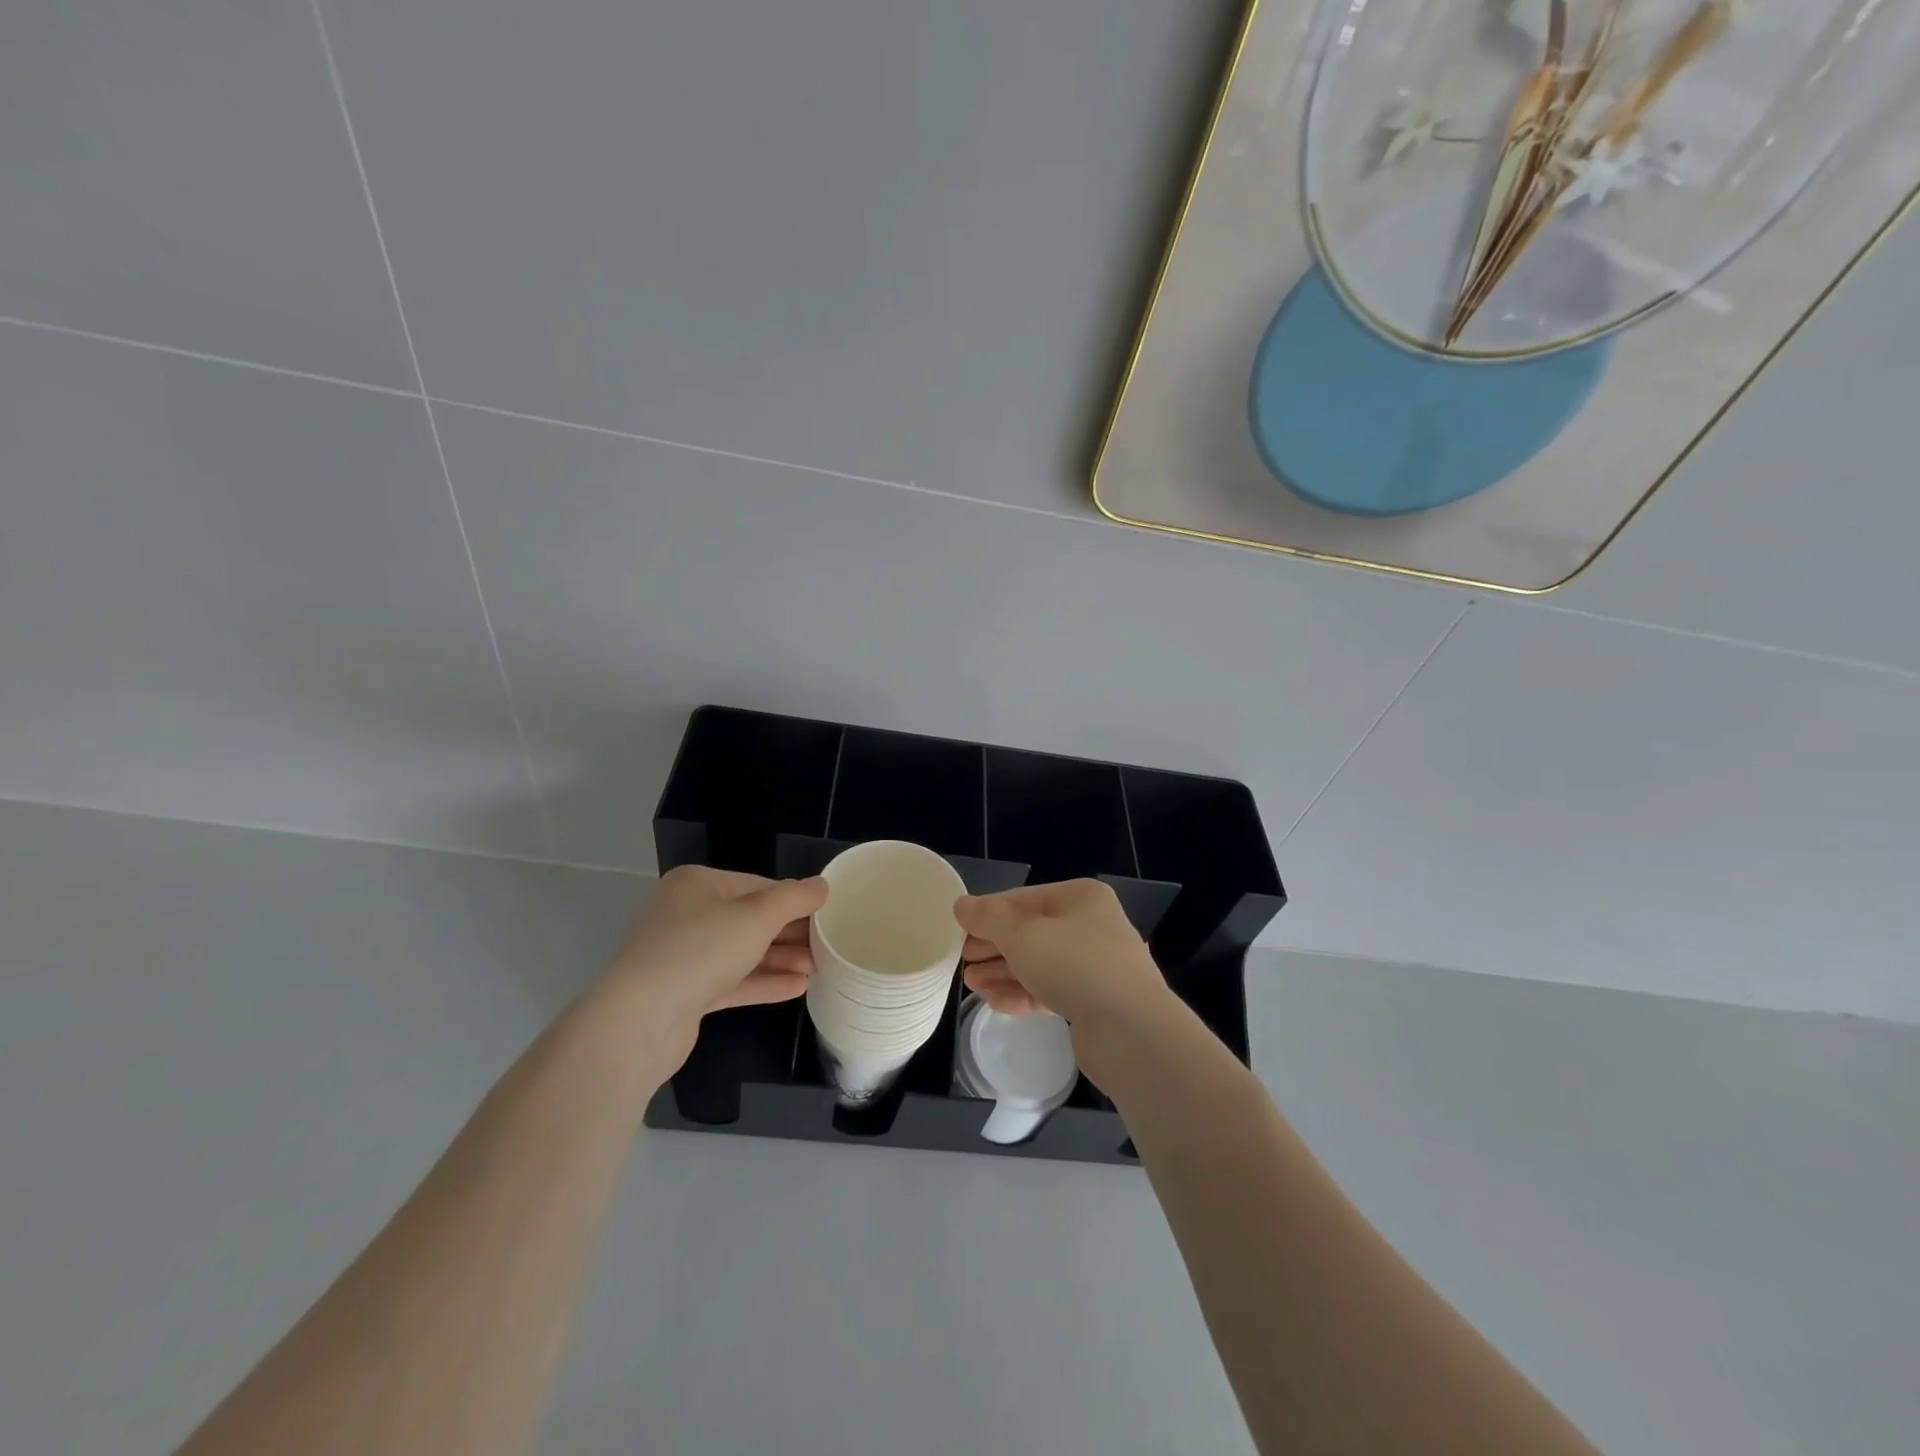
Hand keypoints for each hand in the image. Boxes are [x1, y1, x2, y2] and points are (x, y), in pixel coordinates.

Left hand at [601, 865, 826, 1069]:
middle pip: (750, 919)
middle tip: (828, 944)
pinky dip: (763, 982)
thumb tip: (821, 885)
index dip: (794, 899)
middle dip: (790, 932)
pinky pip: (731, 981)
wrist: (641, 1021)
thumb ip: (794, 898)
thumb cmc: (701, 950)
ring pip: (742, 952)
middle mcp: (686, 914)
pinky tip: (797, 988)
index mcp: (697, 884)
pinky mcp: (684, 993)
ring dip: (780, 959)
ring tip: (818, 968)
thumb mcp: (757, 916)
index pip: (757, 885)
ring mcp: (683, 955)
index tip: (827, 914)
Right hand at [956, 880, 1171, 1032]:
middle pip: (1031, 932)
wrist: (1131, 1032)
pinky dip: (1023, 994)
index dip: (988, 913)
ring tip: (971, 985)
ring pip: (1040, 964)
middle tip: (961, 960)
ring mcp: (1096, 966)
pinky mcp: (1095, 1003)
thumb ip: (988, 918)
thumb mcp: (1022, 935)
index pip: (1023, 899)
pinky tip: (996, 1003)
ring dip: (1004, 972)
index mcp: (1080, 899)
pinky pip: (1051, 991)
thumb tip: (961, 904)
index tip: (958, 930)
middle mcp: (1091, 926)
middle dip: (994, 947)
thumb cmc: (1075, 966)